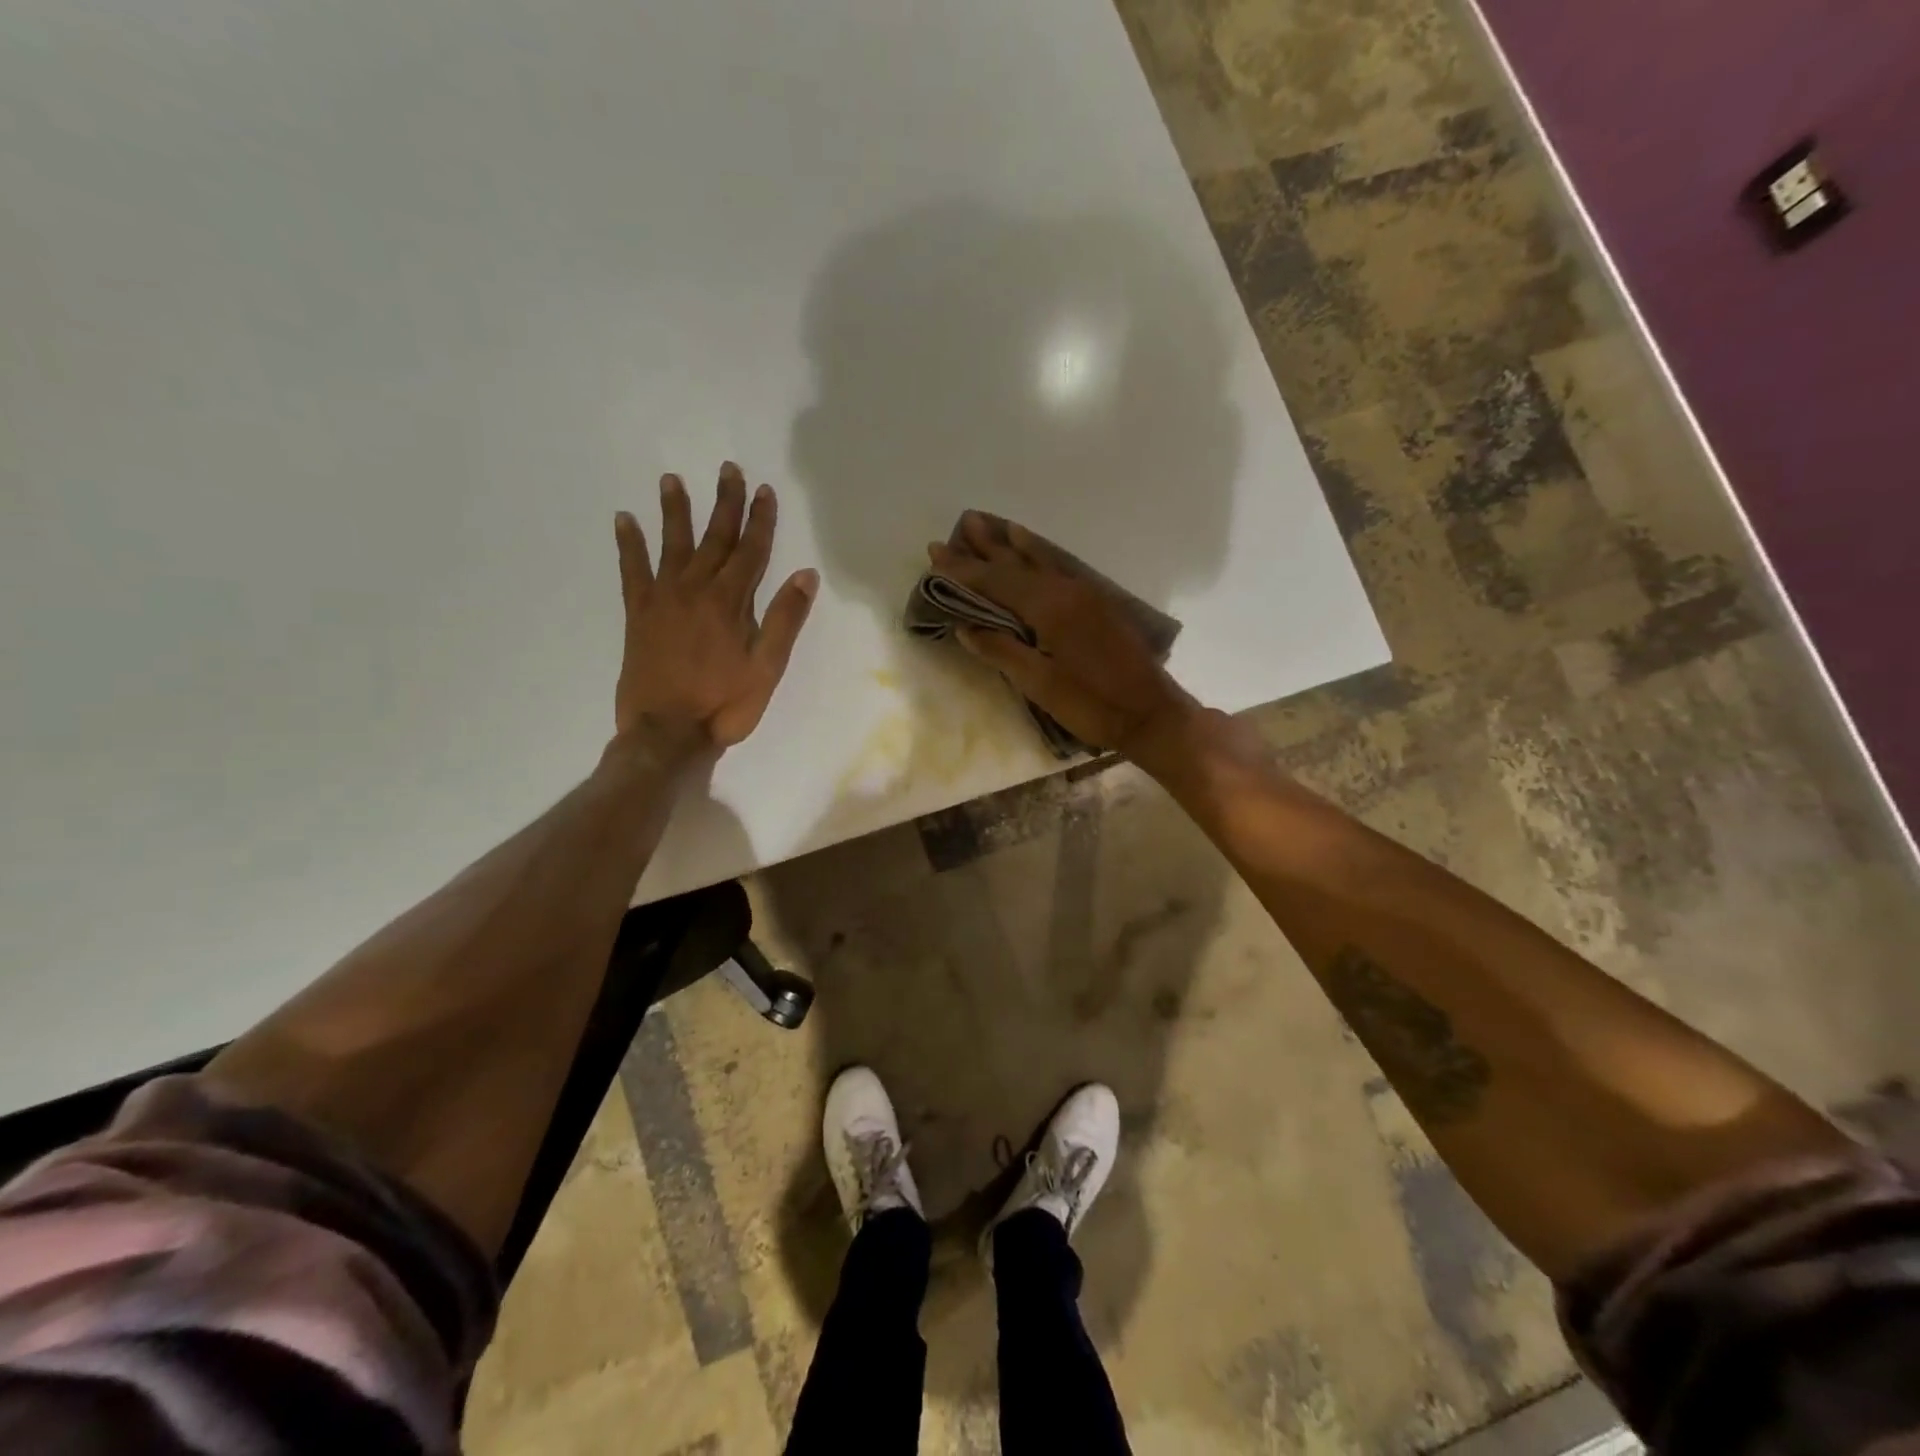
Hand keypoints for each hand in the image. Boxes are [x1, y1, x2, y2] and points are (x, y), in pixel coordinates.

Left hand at [613, 463, 818, 755]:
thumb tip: (806, 574)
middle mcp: (696, 590)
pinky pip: (632, 570)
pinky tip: (624, 520)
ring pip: (672, 545)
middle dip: (724, 503)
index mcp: (731, 602)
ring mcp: (663, 599)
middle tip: (728, 469)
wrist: (668, 732)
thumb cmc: (725, 704)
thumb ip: (784, 619)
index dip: (760, 519)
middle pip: (714, 538)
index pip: (751, 551)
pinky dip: (628, 544)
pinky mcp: (638, 614)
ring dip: (675, 511)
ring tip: (672, 480)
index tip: (765, 490)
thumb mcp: (767, 667)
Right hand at [928, 512, 1198, 761]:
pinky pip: (1057, 568)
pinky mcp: (1097, 604)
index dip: (963, 570)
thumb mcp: (1040, 684)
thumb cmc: (1091, 705)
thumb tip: (964, 627)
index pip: (996, 582)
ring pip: (1039, 561)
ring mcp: (1085, 594)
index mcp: (1049, 608)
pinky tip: (1032, 549)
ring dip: (1011, 545)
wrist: (1151, 714)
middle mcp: (1066, 590)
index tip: (935, 553)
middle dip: (983, 550)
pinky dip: (1038, 554)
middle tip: (956, 529)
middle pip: (1016, 565)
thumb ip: (1001, 651)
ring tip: (989, 525)